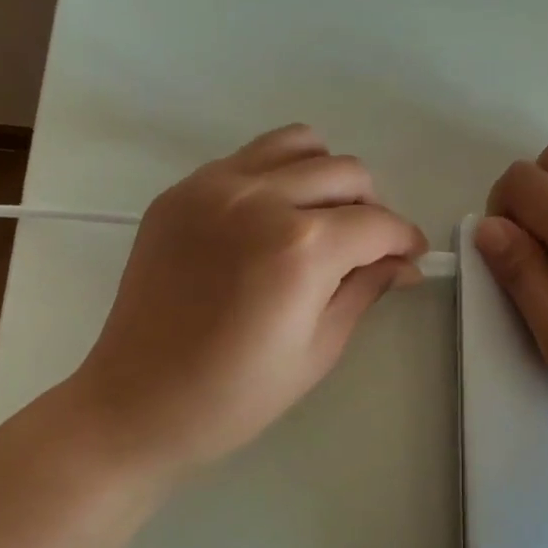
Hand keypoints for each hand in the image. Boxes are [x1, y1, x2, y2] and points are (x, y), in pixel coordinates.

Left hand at [71, 124, 427, 475]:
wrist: (136, 402)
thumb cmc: (237, 394)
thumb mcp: (319, 348)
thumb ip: (366, 289)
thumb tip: (403, 263)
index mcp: (302, 248)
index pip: (377, 224)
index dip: (405, 239)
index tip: (410, 256)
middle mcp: (261, 199)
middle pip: (346, 173)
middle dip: (371, 209)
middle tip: (364, 249)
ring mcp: (215, 187)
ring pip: (300, 145)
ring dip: (326, 178)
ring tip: (320, 220)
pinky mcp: (182, 191)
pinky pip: (250, 158)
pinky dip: (278, 176)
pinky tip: (270, 220)